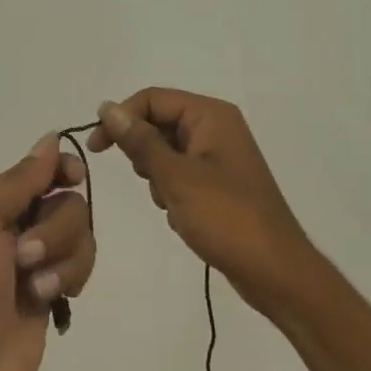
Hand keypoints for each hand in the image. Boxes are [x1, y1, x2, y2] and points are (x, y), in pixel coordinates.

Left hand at [0, 135, 95, 370]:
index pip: (38, 170)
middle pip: (67, 203)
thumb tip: (49, 139)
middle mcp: (12, 228)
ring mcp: (33, 264)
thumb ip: (20, 180)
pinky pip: (79, 268)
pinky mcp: (50, 295)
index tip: (73, 178)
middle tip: (24, 256)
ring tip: (36, 289)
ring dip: (64, 259)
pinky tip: (52, 301)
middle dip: (56, 228)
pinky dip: (69, 279)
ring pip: (80, 236)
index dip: (60, 169)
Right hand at [89, 88, 316, 311]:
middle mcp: (216, 128)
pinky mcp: (218, 183)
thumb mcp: (175, 177)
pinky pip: (179, 175)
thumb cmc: (225, 217)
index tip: (96, 149)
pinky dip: (171, 192)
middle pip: (159, 123)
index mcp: (211, 116)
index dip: (120, 119)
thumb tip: (107, 108)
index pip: (152, 99)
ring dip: (157, 177)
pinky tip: (181, 216)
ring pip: (166, 152)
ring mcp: (218, 157)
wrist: (274, 270)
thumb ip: (139, 141)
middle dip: (144, 153)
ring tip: (172, 203)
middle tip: (150, 182)